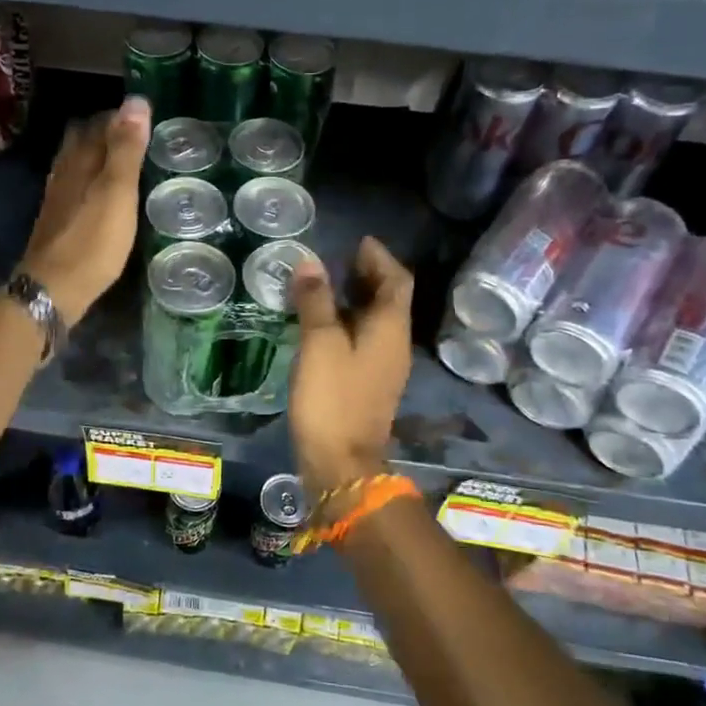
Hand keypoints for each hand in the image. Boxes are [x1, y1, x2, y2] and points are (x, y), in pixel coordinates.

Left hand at [17, 96, 150, 323]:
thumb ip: (126, 149)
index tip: (148, 119)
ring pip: (78, 164)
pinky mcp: (58, 221)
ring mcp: (58, 197)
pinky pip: (76, 187)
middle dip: (108, 133)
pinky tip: (103, 195)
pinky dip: (92, 180)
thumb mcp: (117, 192)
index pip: (100, 123)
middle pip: (83, 140)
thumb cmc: (92, 241)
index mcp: (80, 160)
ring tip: (126, 163)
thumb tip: (136, 101)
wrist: (53, 288)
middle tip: (140, 139)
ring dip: (99, 157)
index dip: (122, 117)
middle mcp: (65, 172)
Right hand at [288, 238, 413, 511]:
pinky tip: (323, 323)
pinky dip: (348, 321)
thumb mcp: (320, 343)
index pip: (396, 281)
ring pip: (376, 320)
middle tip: (339, 258)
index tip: (359, 241)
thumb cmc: (332, 398)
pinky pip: (364, 340)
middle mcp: (394, 344)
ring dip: (357, 298)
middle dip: (369, 275)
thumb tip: (310, 262)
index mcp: (390, 329)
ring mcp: (383, 367)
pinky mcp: (368, 384)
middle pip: (389, 299)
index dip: (380, 258)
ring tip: (326, 284)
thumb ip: (316, 300)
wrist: (341, 463)